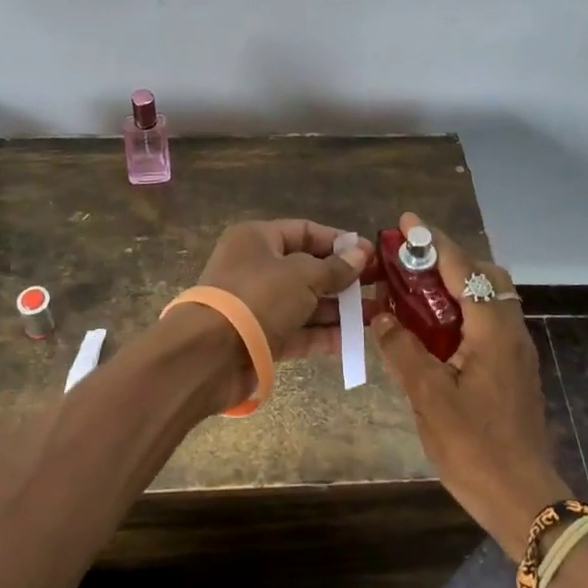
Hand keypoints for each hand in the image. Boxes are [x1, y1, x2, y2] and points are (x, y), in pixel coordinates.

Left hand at [195, 217, 371, 360]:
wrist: (209, 355)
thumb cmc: (257, 298)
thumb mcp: (302, 275)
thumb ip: (335, 267)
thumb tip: (361, 252)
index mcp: (257, 239)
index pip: (304, 231)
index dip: (338, 242)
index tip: (370, 255)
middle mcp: (256, 267)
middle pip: (307, 268)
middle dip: (342, 279)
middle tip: (379, 287)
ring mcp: (258, 305)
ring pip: (305, 302)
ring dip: (338, 309)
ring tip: (376, 314)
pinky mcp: (261, 338)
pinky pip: (298, 331)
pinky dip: (323, 334)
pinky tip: (354, 340)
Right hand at [373, 212, 573, 550]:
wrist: (525, 501)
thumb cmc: (475, 447)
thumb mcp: (429, 396)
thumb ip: (403, 349)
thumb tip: (380, 316)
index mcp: (492, 328)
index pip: (462, 268)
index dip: (432, 241)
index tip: (405, 222)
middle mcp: (510, 330)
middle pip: (484, 275)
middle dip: (446, 260)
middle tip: (408, 264)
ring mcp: (516, 351)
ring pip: (488, 298)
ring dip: (454, 285)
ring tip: (414, 292)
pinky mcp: (513, 370)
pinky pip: (487, 321)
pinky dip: (461, 310)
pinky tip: (433, 331)